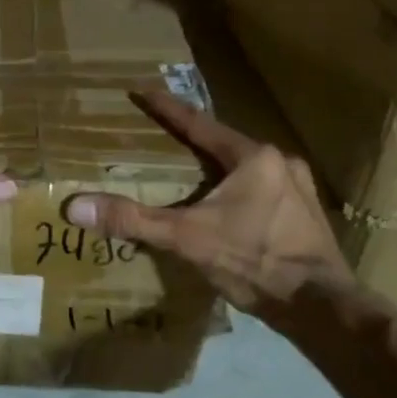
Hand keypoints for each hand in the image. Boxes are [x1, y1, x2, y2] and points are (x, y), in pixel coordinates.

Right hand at [65, 91, 349, 314]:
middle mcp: (280, 163)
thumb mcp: (186, 238)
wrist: (321, 306)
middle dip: (196, 143)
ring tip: (197, 179)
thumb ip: (133, 220)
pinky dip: (241, 195)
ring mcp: (300, 190)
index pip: (199, 124)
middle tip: (167, 141)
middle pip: (226, 146)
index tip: (144, 90)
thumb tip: (75, 207)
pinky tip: (232, 212)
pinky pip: (265, 193)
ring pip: (248, 171)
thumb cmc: (253, 261)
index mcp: (252, 157)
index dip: (168, 109)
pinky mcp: (308, 218)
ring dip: (221, 171)